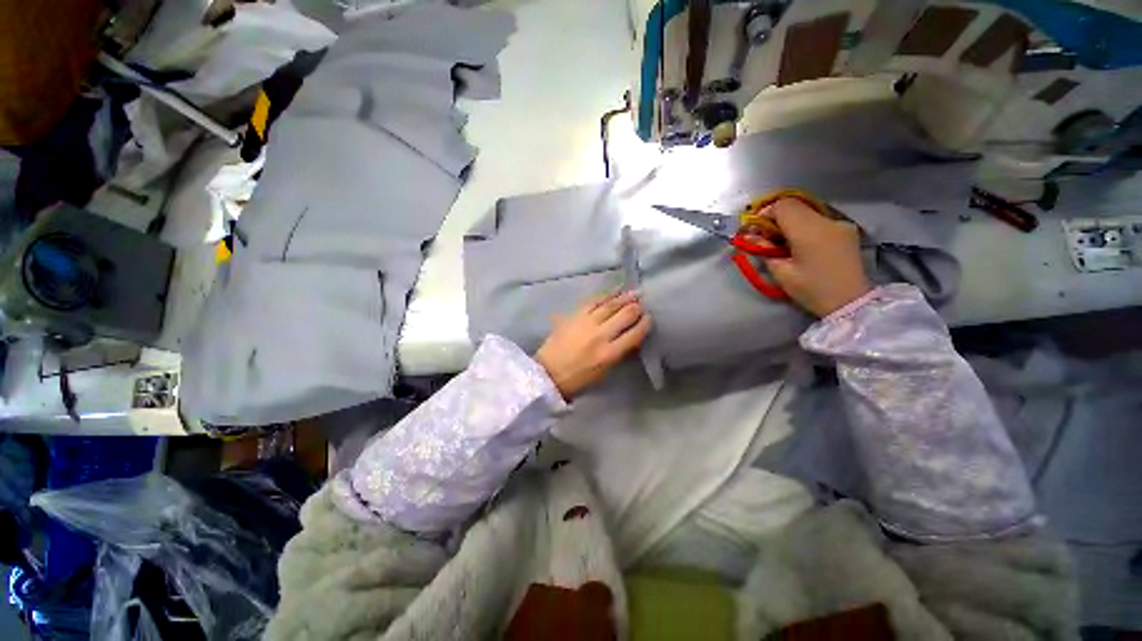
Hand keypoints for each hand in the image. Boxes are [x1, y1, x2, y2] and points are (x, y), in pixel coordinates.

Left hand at [534, 291, 651, 398]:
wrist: (549, 372)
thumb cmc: (579, 378)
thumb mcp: (605, 372)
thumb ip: (620, 352)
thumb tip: (632, 336)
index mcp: (610, 353)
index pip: (635, 333)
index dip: (645, 323)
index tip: (649, 318)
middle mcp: (600, 335)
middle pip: (625, 314)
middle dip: (637, 308)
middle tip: (642, 304)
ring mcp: (586, 322)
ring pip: (610, 304)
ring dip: (625, 297)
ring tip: (634, 293)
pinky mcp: (574, 315)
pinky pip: (593, 301)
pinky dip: (606, 295)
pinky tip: (615, 291)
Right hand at [751, 198, 871, 316]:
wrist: (851, 302)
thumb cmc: (812, 290)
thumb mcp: (781, 273)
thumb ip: (765, 250)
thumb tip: (751, 237)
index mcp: (808, 231)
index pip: (782, 206)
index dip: (765, 214)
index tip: (757, 231)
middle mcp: (826, 221)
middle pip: (795, 206)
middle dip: (777, 218)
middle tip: (768, 238)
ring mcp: (840, 223)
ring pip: (808, 212)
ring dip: (792, 222)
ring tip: (785, 243)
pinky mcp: (848, 230)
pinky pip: (820, 220)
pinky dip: (806, 226)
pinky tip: (804, 244)